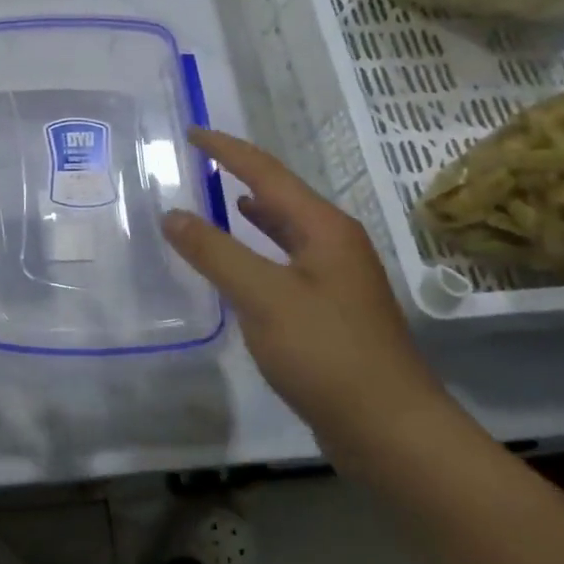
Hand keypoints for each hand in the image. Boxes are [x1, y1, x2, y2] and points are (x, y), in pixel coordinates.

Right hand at [161, 128, 451, 451]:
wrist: (391, 430)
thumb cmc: (327, 353)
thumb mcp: (263, 296)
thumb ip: (214, 252)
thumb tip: (172, 213)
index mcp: (324, 228)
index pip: (266, 172)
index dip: (226, 149)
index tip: (190, 132)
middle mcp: (335, 243)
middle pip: (280, 195)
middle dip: (239, 174)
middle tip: (197, 163)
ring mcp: (336, 277)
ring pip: (285, 229)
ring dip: (250, 211)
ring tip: (215, 198)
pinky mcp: (331, 310)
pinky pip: (285, 261)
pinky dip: (258, 249)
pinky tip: (241, 262)